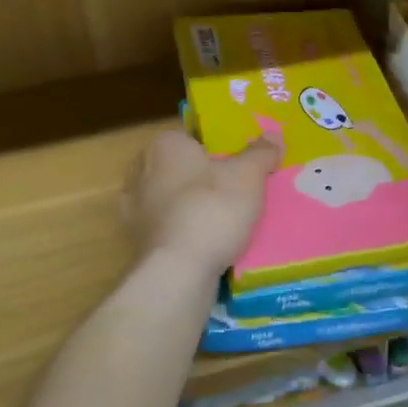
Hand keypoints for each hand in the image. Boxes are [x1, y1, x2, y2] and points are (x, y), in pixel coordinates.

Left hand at [124, 129, 279, 277]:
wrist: (179, 271)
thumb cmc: (212, 208)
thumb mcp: (248, 175)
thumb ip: (261, 152)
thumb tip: (273, 135)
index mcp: (163, 145)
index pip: (191, 136)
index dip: (217, 147)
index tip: (238, 161)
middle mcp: (140, 171)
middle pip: (180, 168)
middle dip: (202, 176)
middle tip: (236, 187)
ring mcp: (134, 209)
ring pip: (171, 199)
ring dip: (191, 206)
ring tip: (225, 217)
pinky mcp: (137, 242)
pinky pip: (167, 228)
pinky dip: (183, 231)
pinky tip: (206, 241)